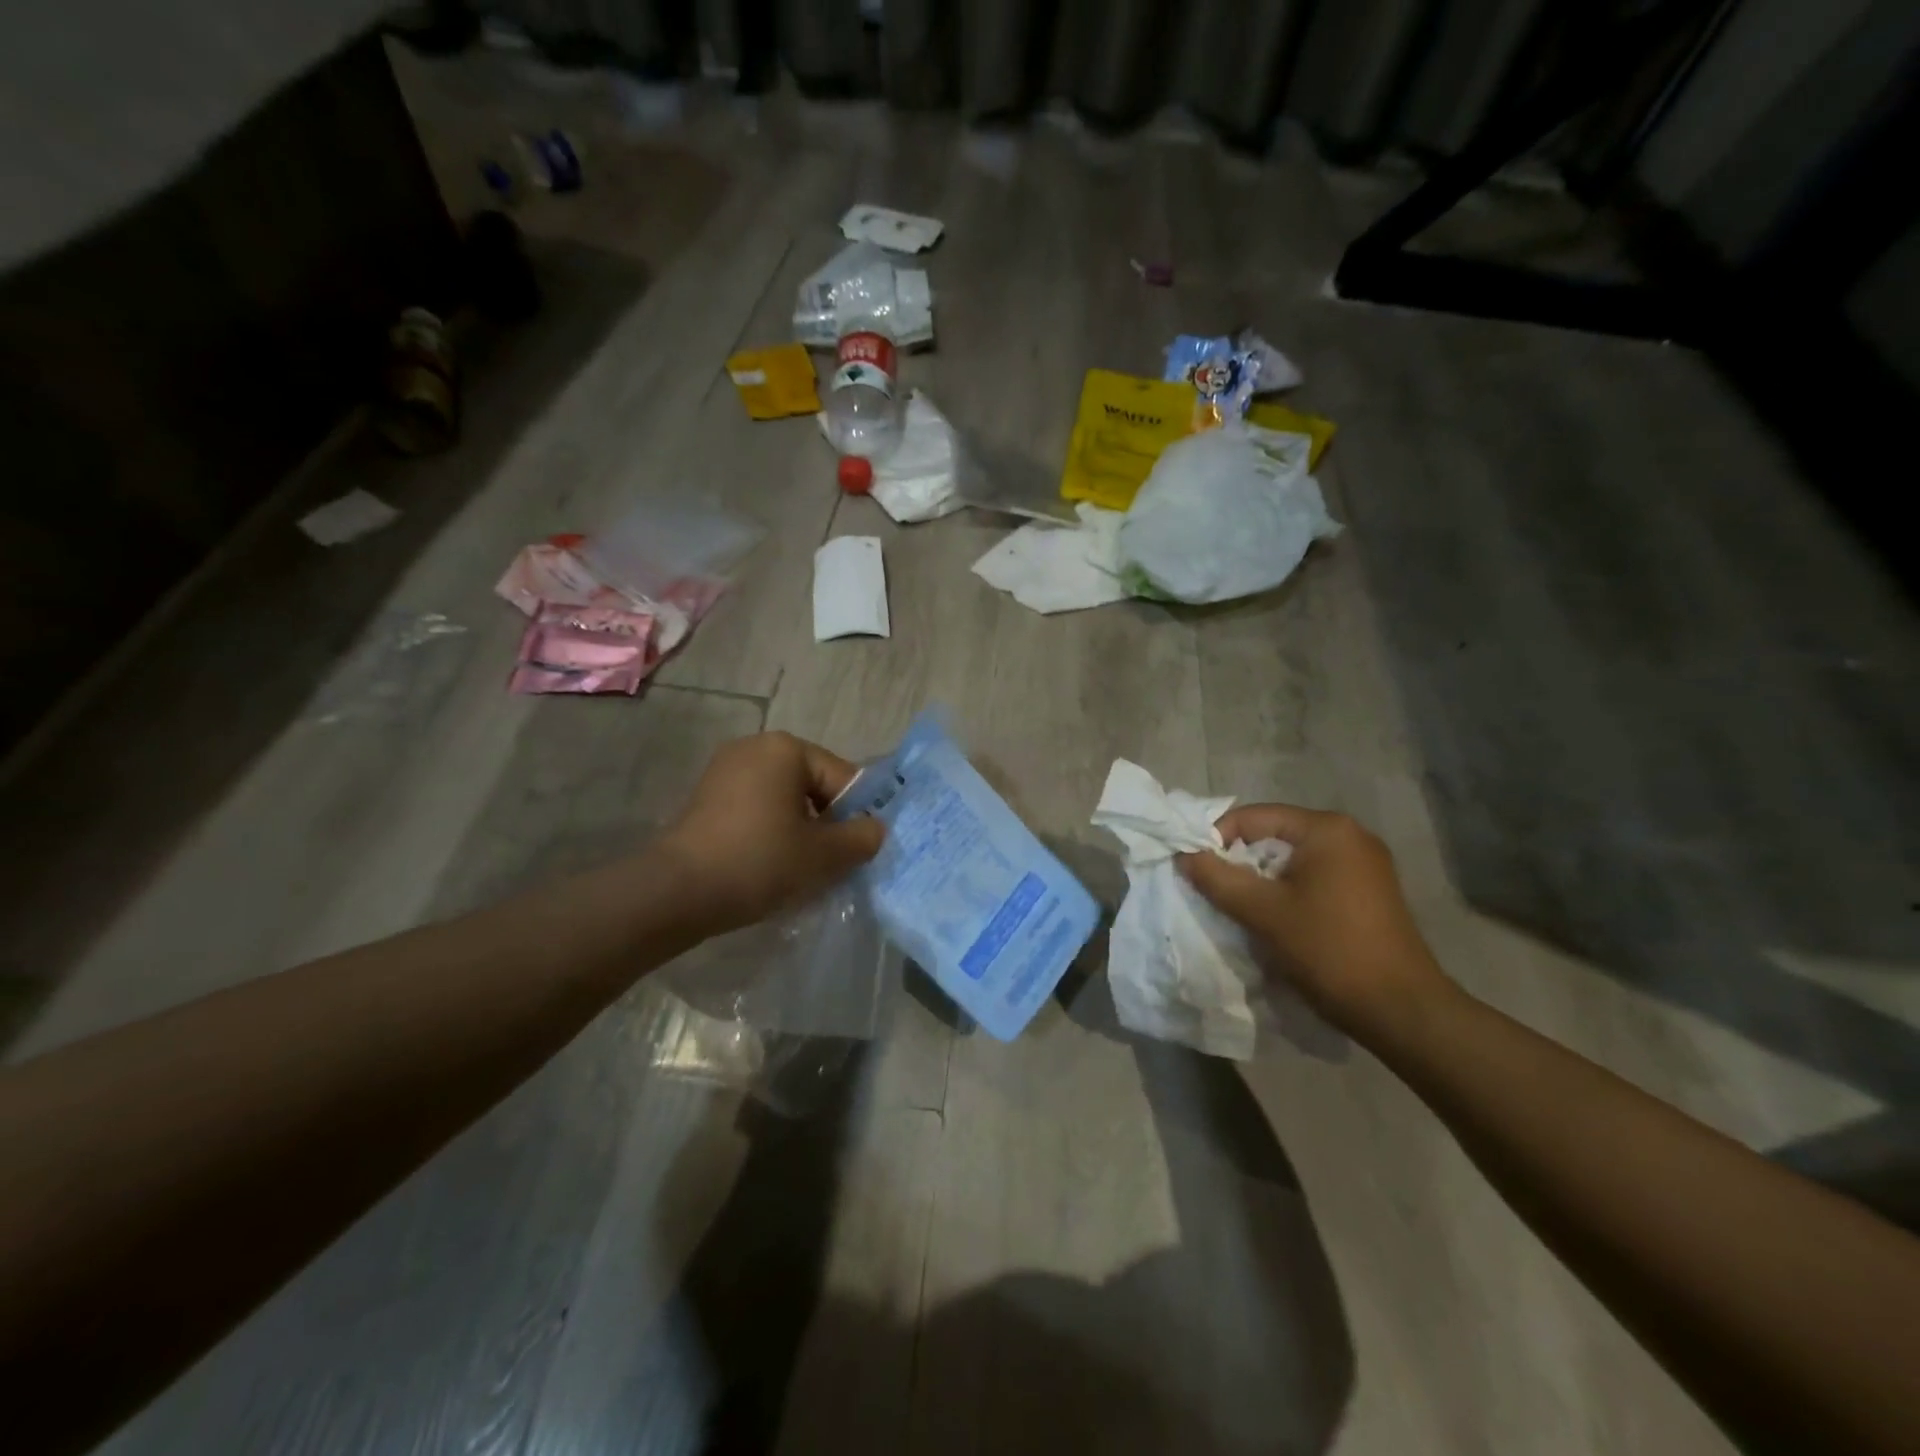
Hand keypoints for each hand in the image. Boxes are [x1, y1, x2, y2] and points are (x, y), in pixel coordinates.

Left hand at [661, 732, 884, 933]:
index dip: (858, 815)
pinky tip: (771, 866)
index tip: (859, 852)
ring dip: (801, 831)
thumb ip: (861, 838)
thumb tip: (875, 829)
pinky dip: (772, 833)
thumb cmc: (760, 861)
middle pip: (813, 786)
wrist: (677, 892)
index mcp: (786, 748)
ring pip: (785, 801)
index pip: (843, 777)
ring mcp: (725, 771)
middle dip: (828, 824)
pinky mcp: (707, 798)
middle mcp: (755, 748)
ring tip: (803, 870)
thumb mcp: (824, 854)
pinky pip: (757, 810)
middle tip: (833, 864)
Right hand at [1178, 805, 1455, 1043]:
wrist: (1400, 1010)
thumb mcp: (1262, 912)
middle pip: (1272, 836)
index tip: (1196, 871)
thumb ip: (1217, 878)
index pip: (1252, 817)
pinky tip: (1276, 920)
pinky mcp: (1369, 891)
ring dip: (1261, 880)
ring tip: (1242, 909)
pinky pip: (1313, 877)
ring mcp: (1364, 863)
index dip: (1216, 839)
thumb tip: (1183, 855)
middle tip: (1216, 892)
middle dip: (1239, 861)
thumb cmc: (1328, 950)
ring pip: (1291, 860)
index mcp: (1326, 829)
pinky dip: (1287, 892)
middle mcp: (1350, 835)